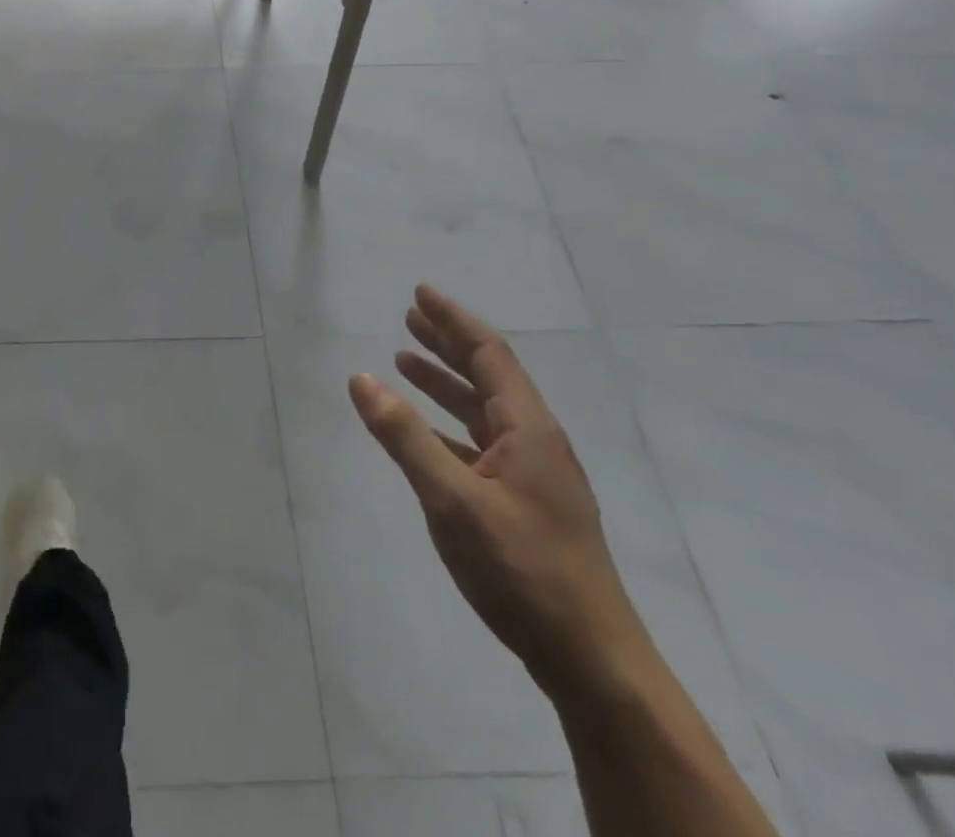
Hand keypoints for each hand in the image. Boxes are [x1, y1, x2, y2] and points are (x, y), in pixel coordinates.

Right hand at [348, 285, 648, 701]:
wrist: (592, 662)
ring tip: (405, 361)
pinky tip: (425, 431)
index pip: (489, 354)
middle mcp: (535, 442)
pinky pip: (481, 444)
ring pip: (483, 410)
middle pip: (488, 375)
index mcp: (528, 430)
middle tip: (408, 317)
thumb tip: (362, 378)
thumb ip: (405, 437)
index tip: (420, 293)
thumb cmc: (523, 571)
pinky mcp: (527, 504)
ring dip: (446, 382)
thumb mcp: (453, 501)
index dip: (453, 320)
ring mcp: (534, 475)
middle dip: (448, 343)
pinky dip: (449, 425)